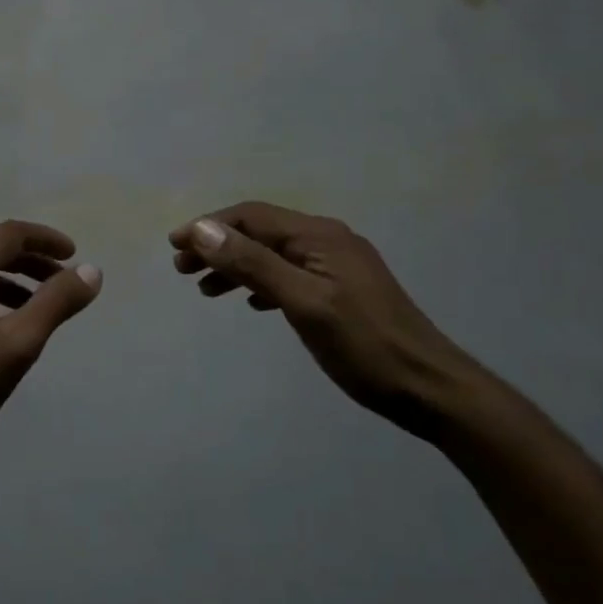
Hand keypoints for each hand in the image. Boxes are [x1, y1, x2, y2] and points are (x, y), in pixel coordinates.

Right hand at [169, 202, 477, 437]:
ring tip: (206, 290)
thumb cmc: (364, 345)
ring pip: (273, 255)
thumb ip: (254, 264)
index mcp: (319, 236)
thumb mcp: (303, 303)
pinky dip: (262, 283)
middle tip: (182, 270)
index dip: (208, 227)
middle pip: (260, 233)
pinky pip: (290, 275)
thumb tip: (203, 229)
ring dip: (236, 266)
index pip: (252, 216)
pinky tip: (251, 303)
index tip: (173, 246)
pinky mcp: (343, 290)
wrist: (429, 387)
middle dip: (218, 246)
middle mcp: (327, 241)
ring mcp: (338, 266)